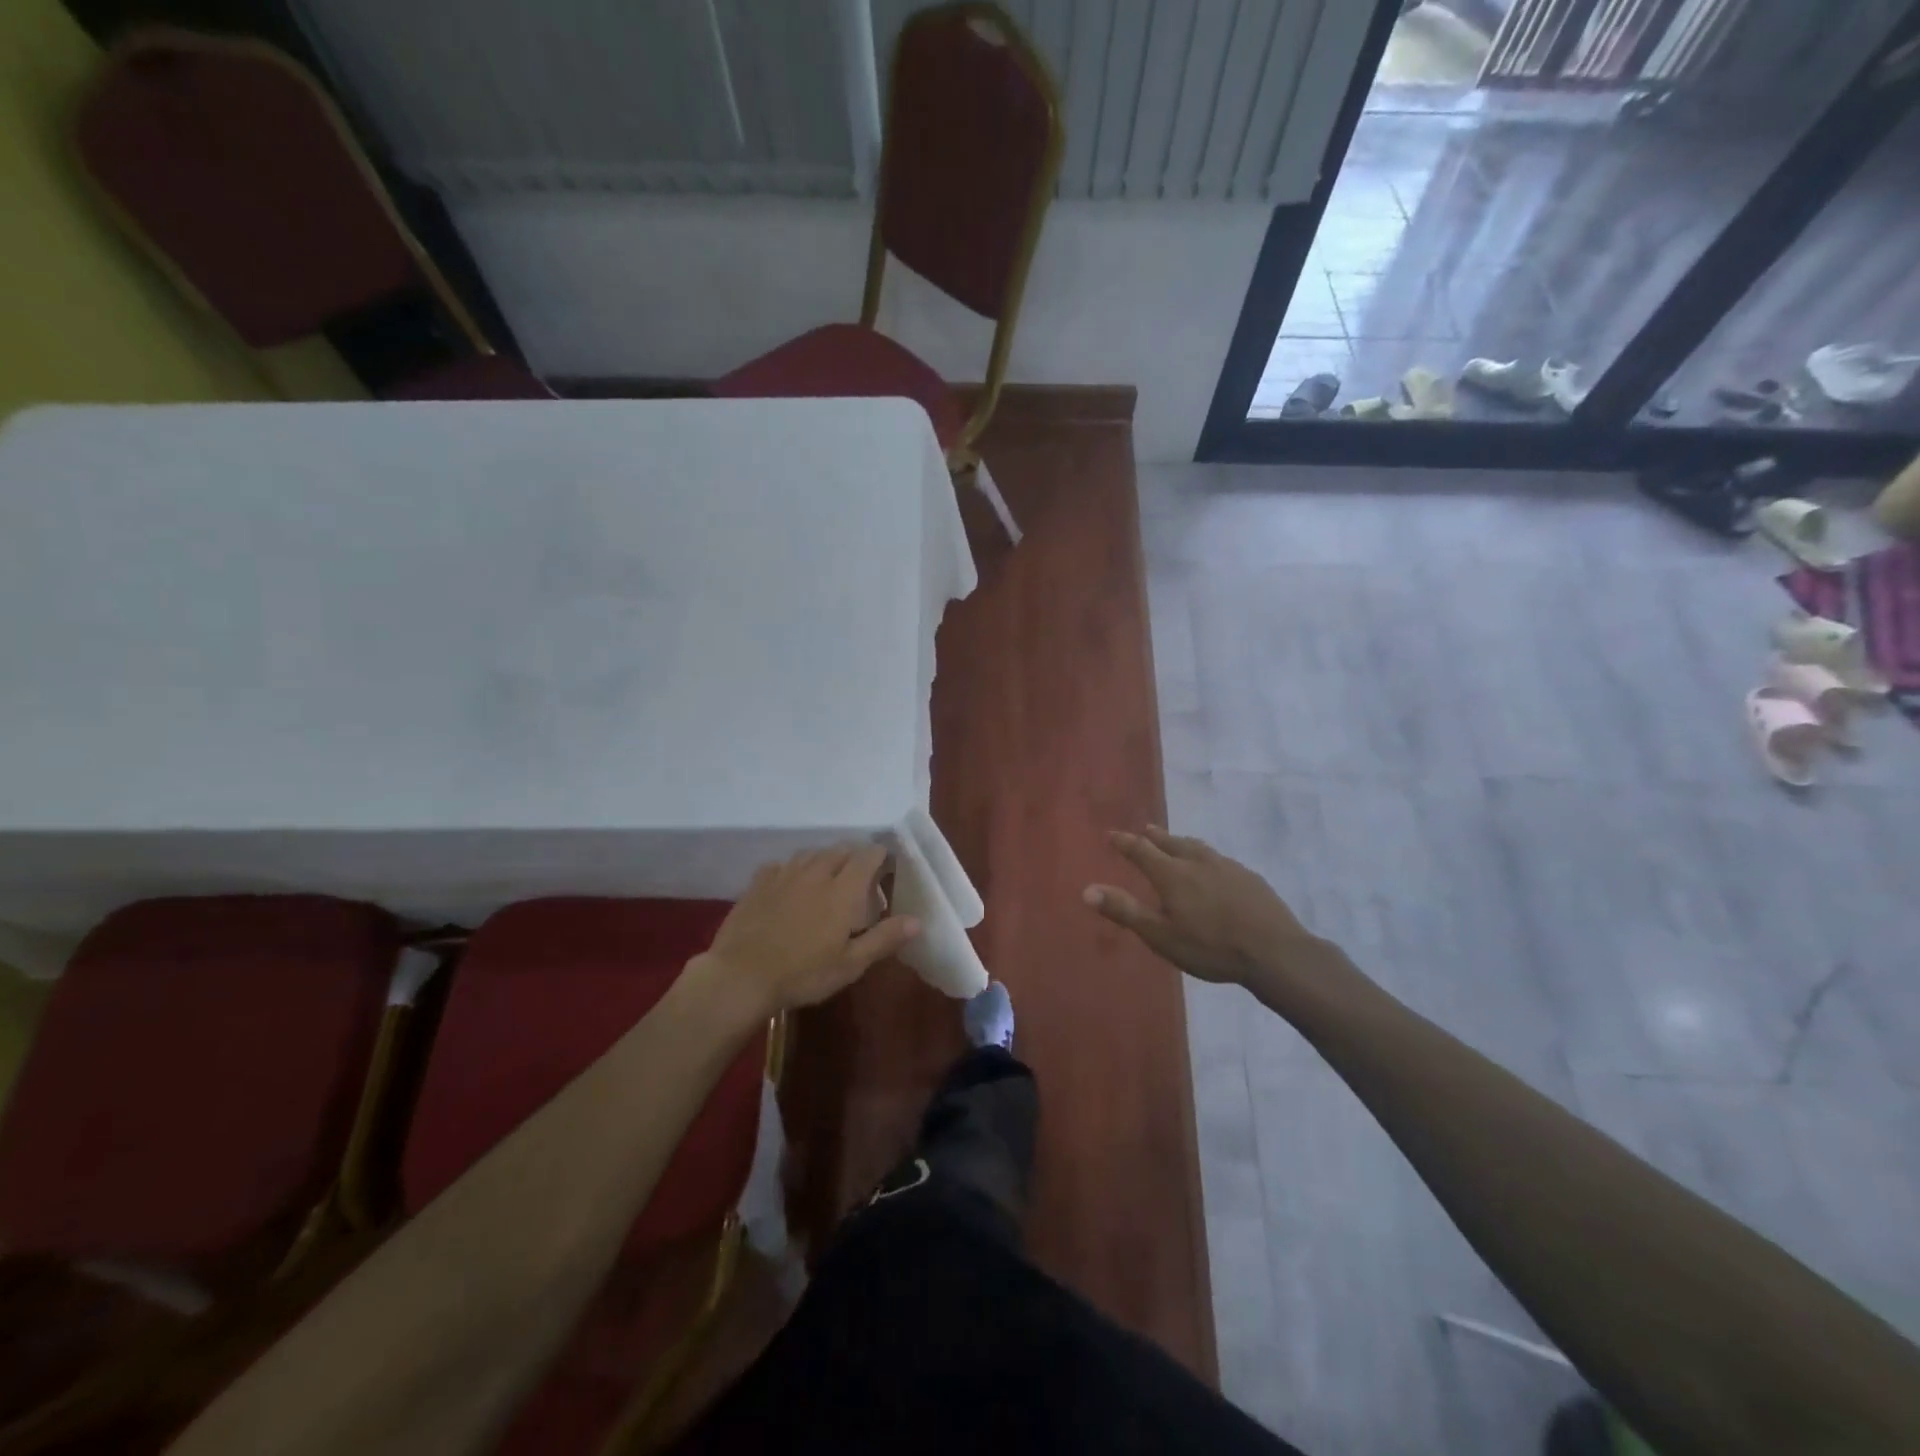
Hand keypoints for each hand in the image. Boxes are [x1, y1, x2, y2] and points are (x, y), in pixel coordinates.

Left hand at [701, 844, 918, 1018]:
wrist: (740, 976)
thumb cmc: (802, 973)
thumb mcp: (850, 964)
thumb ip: (884, 939)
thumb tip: (917, 921)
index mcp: (843, 890)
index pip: (868, 856)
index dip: (880, 856)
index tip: (887, 866)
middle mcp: (816, 873)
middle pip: (840, 850)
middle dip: (854, 856)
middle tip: (859, 877)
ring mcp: (784, 875)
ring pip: (811, 854)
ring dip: (824, 859)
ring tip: (827, 876)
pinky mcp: (758, 883)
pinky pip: (781, 864)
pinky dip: (793, 869)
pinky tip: (790, 884)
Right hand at [1084, 827, 1318, 988]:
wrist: (1274, 952)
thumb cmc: (1210, 947)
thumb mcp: (1160, 935)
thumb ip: (1124, 911)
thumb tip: (1087, 890)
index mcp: (1172, 874)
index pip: (1141, 850)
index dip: (1125, 842)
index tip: (1112, 834)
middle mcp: (1197, 862)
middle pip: (1171, 843)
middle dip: (1155, 837)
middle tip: (1146, 829)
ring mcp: (1227, 867)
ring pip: (1198, 847)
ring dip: (1182, 842)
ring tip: (1177, 841)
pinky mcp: (1250, 877)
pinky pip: (1220, 859)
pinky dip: (1206, 857)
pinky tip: (1215, 867)